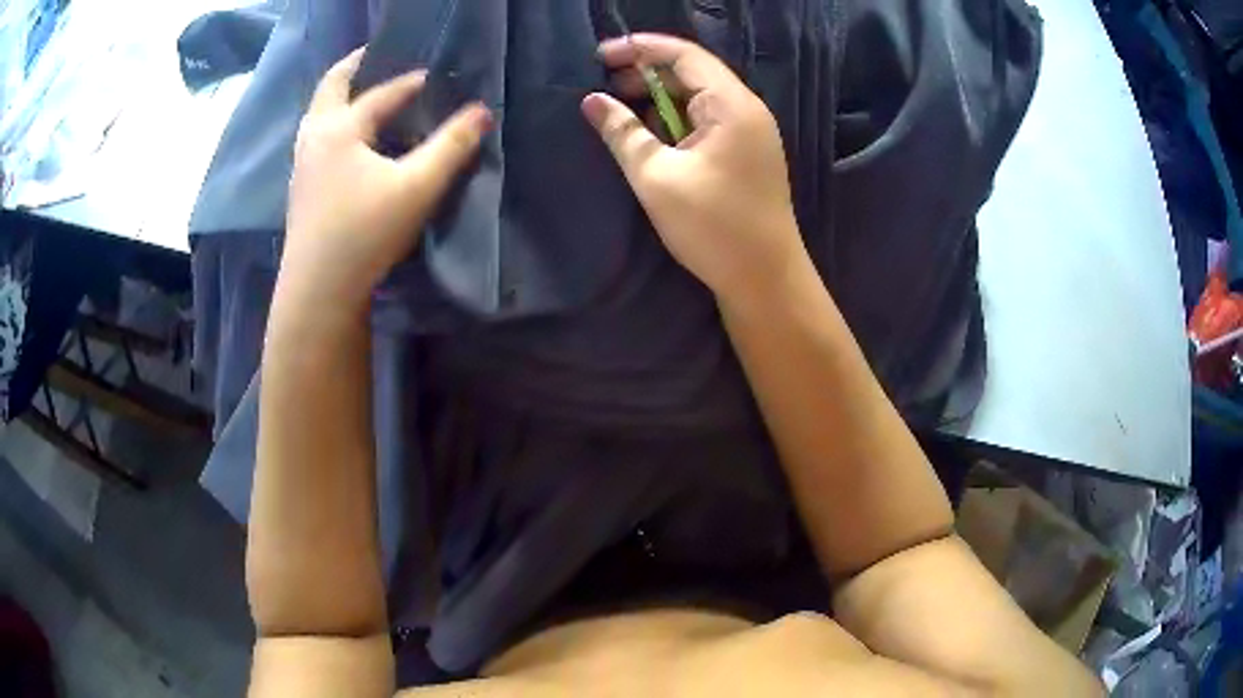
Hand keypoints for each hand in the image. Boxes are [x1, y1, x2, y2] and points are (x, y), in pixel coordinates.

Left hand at [282, 48, 492, 308]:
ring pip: (318, 115)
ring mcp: (303, 165)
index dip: (412, 82)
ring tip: (362, 95)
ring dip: (339, 97)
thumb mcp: (417, 187)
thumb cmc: (364, 232)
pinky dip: (333, 125)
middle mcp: (315, 138)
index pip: (382, 93)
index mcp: (340, 128)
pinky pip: (316, 139)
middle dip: (352, 67)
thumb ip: (452, 146)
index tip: (437, 77)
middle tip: (373, 55)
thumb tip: (482, 112)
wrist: (318, 291)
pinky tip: (349, 144)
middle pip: (330, 88)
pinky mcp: (302, 190)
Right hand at [582, 34, 804, 299]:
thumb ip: (622, 132)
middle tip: (603, 86)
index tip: (600, 55)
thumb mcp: (656, 177)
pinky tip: (650, 135)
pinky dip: (676, 121)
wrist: (765, 280)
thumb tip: (592, 101)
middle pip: (692, 73)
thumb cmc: (713, 227)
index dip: (640, 48)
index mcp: (731, 104)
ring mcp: (749, 132)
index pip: (684, 55)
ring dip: (658, 99)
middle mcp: (746, 109)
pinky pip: (706, 121)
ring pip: (698, 98)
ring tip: (620, 111)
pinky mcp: (746, 153)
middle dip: (645, 74)